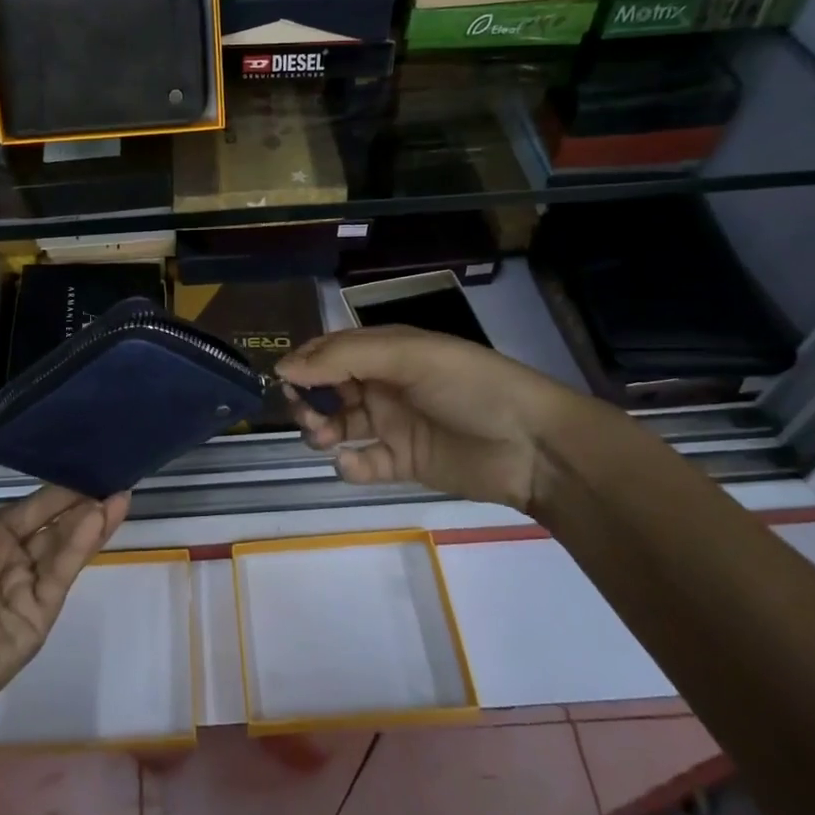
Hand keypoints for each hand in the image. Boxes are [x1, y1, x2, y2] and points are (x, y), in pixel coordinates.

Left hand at [0, 409, 129, 728]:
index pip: (30, 504)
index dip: (56, 482)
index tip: (85, 456)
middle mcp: (8, 559)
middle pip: (54, 522)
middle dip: (81, 498)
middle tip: (115, 469)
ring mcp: (27, 588)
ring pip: (65, 544)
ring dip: (91, 518)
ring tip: (121, 488)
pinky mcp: (42, 614)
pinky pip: (64, 570)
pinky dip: (84, 543)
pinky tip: (104, 514)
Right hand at [278, 325, 591, 515]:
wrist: (532, 447)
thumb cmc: (469, 386)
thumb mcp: (408, 356)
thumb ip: (345, 358)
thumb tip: (284, 367)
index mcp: (388, 350)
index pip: (332, 350)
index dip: (306, 362)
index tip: (282, 380)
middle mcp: (386, 383)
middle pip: (330, 388)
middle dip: (310, 399)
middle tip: (307, 414)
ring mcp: (394, 424)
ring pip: (341, 424)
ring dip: (323, 429)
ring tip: (325, 438)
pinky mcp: (404, 462)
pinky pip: (364, 461)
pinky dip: (351, 464)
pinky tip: (353, 463)